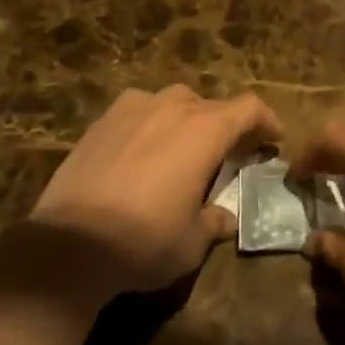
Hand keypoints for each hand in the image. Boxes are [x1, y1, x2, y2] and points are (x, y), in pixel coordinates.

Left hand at [29, 85, 280, 299]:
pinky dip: (151, 122)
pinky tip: (141, 148)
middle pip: (212, 105)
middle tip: (228, 153)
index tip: (274, 138)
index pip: (249, 108)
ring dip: (187, 119)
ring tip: (183, 148)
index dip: (267, 120)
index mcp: (205, 130)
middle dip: (226, 126)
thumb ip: (215, 221)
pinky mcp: (103, 118)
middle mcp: (173, 107)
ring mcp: (135, 107)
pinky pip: (140, 109)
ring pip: (174, 101)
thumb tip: (227, 216)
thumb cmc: (144, 241)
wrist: (70, 243)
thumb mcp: (192, 242)